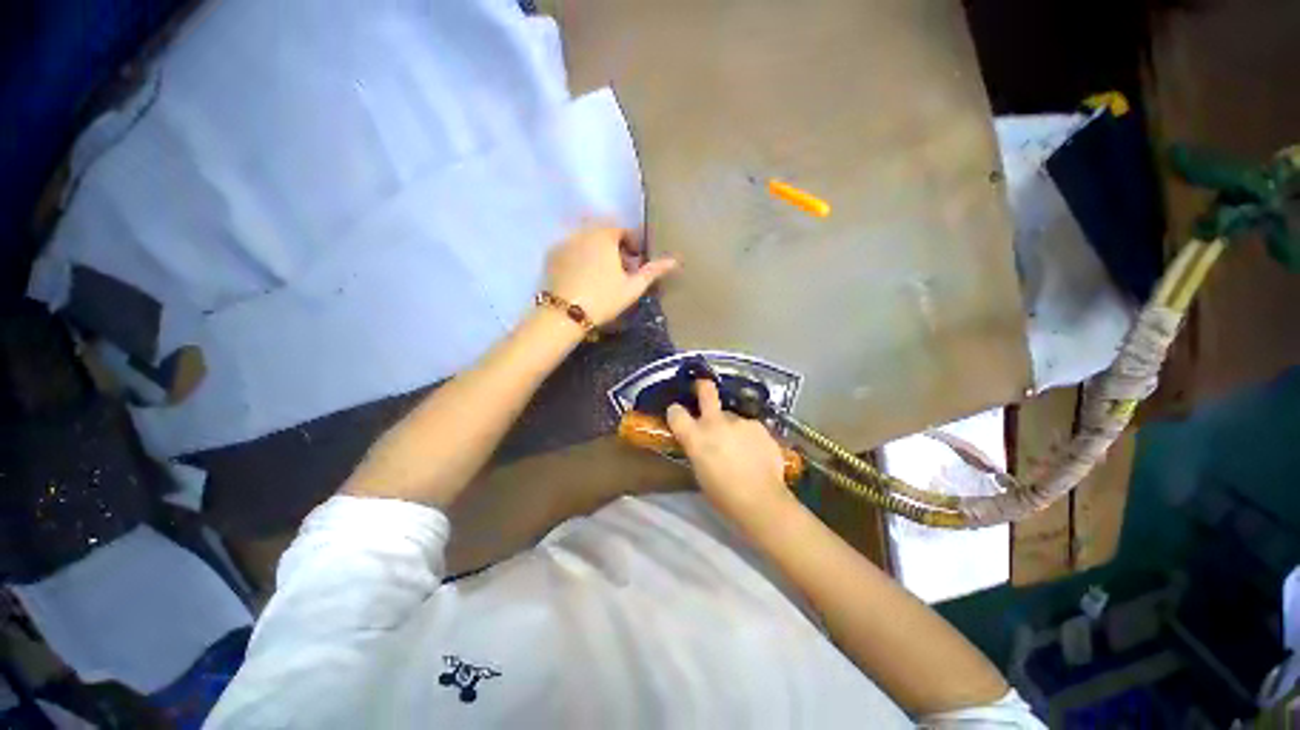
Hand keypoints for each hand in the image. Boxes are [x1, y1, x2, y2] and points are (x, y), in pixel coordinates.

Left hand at [545, 223, 678, 326]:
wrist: (565, 313)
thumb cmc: (604, 298)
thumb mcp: (633, 287)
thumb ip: (653, 271)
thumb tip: (675, 260)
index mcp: (604, 236)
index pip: (622, 230)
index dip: (632, 244)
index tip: (635, 263)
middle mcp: (583, 232)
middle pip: (603, 233)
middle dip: (614, 247)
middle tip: (620, 270)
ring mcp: (564, 242)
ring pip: (586, 240)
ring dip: (597, 251)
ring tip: (601, 275)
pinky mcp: (551, 255)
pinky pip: (570, 249)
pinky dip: (579, 257)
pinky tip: (582, 277)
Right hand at [666, 379, 795, 526]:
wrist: (761, 500)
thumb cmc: (723, 494)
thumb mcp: (700, 472)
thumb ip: (698, 449)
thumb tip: (700, 442)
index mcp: (695, 436)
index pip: (676, 413)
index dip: (675, 412)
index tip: (678, 414)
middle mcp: (715, 422)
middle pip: (707, 392)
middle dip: (703, 387)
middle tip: (703, 387)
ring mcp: (740, 421)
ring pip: (731, 416)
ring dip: (731, 426)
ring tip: (741, 447)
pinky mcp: (759, 426)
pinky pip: (749, 427)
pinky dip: (748, 436)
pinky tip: (755, 453)